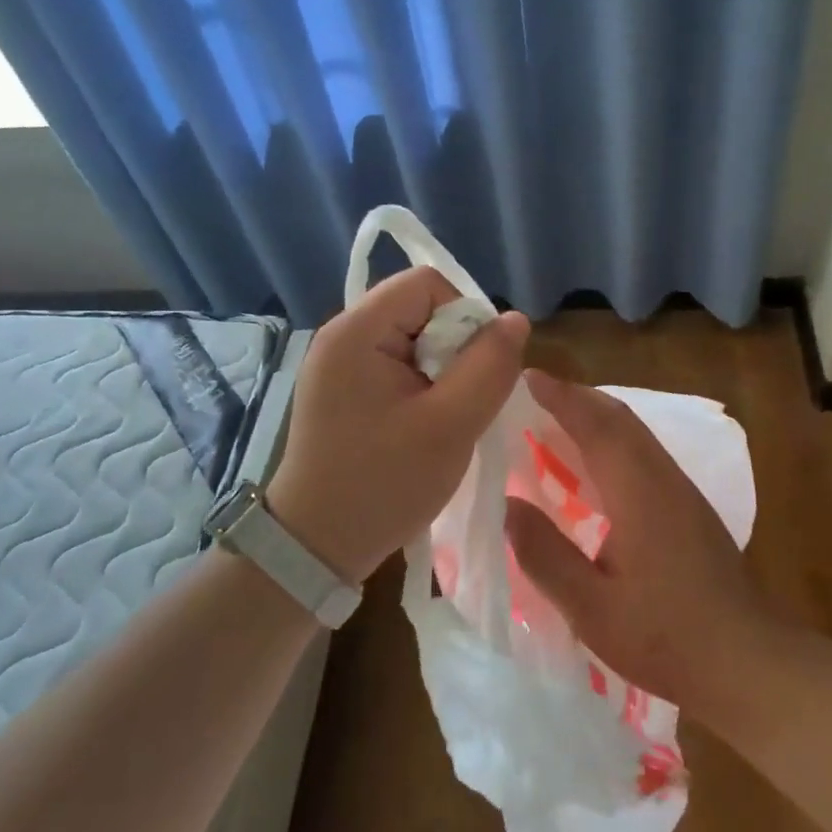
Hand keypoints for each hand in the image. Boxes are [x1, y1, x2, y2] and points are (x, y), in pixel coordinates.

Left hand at [266, 268, 529, 583]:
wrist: (316, 547)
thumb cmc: (384, 484)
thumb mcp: (450, 425)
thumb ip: (489, 366)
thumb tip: (515, 319)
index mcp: (357, 331)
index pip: (428, 284)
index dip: (464, 317)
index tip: (474, 371)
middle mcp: (342, 335)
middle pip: (420, 309)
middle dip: (454, 349)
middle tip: (457, 403)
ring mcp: (339, 363)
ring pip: (414, 339)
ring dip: (441, 372)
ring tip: (442, 419)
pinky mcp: (343, 389)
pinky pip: (397, 364)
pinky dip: (422, 387)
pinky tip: (423, 425)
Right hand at [505, 370, 777, 716]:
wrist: (748, 661)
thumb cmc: (665, 637)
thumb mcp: (591, 607)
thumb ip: (545, 554)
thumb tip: (506, 504)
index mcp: (637, 491)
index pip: (595, 425)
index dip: (561, 397)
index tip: (527, 377)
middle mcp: (663, 478)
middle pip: (619, 418)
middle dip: (578, 397)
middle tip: (535, 392)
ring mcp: (682, 491)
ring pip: (636, 433)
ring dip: (598, 416)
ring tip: (558, 418)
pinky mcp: (691, 508)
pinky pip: (646, 452)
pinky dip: (614, 438)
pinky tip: (597, 465)